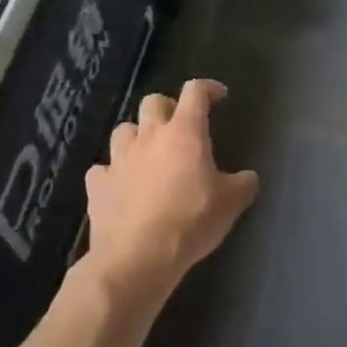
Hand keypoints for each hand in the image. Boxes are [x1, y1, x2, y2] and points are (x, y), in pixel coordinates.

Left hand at [85, 80, 257, 302]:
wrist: (137, 258)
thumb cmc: (190, 220)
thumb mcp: (232, 203)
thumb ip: (243, 183)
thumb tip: (247, 178)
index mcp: (185, 132)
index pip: (195, 91)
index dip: (208, 88)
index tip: (218, 97)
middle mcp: (150, 136)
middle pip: (153, 102)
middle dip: (168, 108)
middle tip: (180, 128)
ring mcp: (119, 159)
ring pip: (123, 130)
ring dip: (137, 137)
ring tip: (148, 154)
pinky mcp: (98, 186)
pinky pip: (102, 169)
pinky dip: (111, 173)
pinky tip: (120, 186)